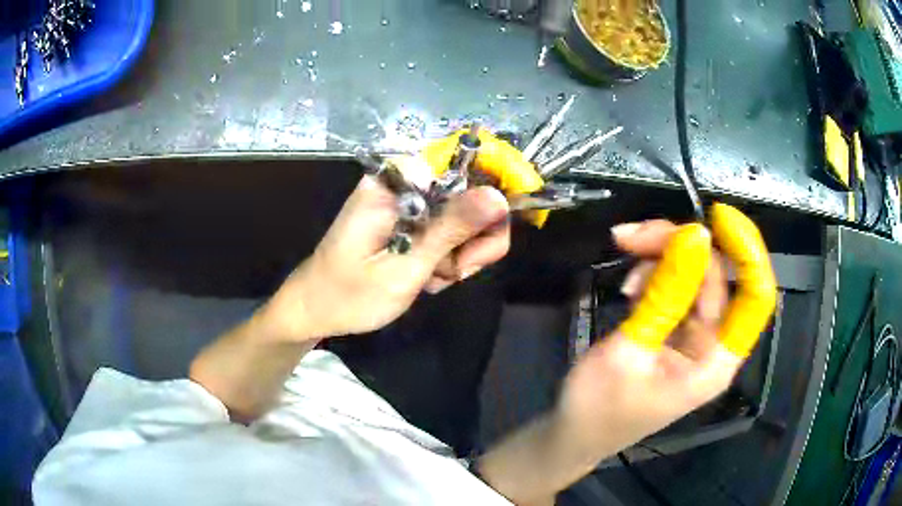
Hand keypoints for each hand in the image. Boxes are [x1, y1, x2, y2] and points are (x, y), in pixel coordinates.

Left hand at [258, 175, 510, 341]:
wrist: (315, 308)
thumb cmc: (349, 294)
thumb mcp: (404, 268)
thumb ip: (450, 231)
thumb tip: (498, 198)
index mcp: (395, 182)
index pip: (462, 162)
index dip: (491, 191)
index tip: (490, 235)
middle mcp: (404, 183)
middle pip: (471, 192)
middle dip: (473, 238)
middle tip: (454, 271)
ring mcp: (408, 202)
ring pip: (466, 217)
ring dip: (459, 254)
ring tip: (432, 279)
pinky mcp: (410, 219)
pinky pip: (450, 232)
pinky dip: (447, 259)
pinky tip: (427, 277)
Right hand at [555, 203, 776, 463]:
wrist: (571, 433)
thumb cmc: (597, 407)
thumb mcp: (629, 349)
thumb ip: (666, 294)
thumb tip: (694, 234)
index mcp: (714, 362)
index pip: (755, 299)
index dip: (747, 252)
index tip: (717, 216)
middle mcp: (713, 344)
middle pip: (717, 275)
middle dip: (679, 245)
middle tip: (633, 235)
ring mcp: (695, 335)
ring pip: (694, 274)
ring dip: (661, 256)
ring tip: (624, 258)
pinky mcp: (677, 329)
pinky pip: (676, 285)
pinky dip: (654, 273)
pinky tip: (629, 285)